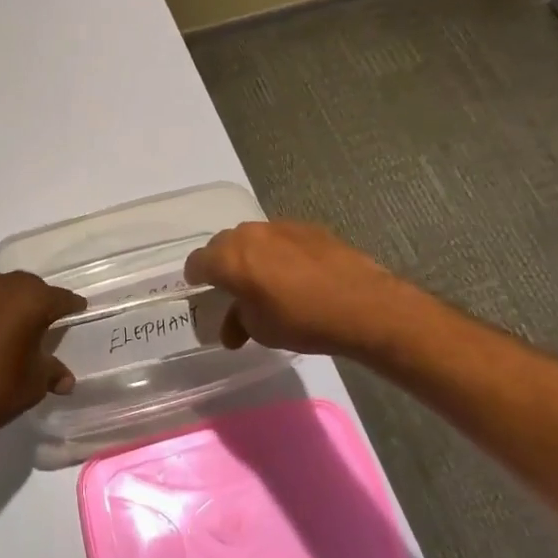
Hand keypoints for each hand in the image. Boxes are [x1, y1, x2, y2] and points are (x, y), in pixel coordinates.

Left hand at [0, 272, 85, 451]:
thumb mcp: (34, 384)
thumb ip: (52, 372)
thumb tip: (65, 379)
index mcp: (27, 301)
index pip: (58, 297)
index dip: (70, 306)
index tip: (78, 311)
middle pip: (27, 285)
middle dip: (39, 298)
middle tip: (46, 319)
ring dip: (9, 301)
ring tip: (13, 325)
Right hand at [183, 221, 398, 355]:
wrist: (362, 305)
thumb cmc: (301, 321)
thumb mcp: (260, 330)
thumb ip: (238, 321)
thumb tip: (232, 327)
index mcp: (229, 259)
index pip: (197, 262)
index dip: (195, 277)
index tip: (200, 289)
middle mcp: (249, 235)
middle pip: (223, 244)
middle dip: (222, 263)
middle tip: (231, 286)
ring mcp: (280, 227)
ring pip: (252, 237)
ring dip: (251, 254)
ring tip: (264, 278)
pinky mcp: (308, 227)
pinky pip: (280, 237)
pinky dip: (278, 251)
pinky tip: (295, 273)